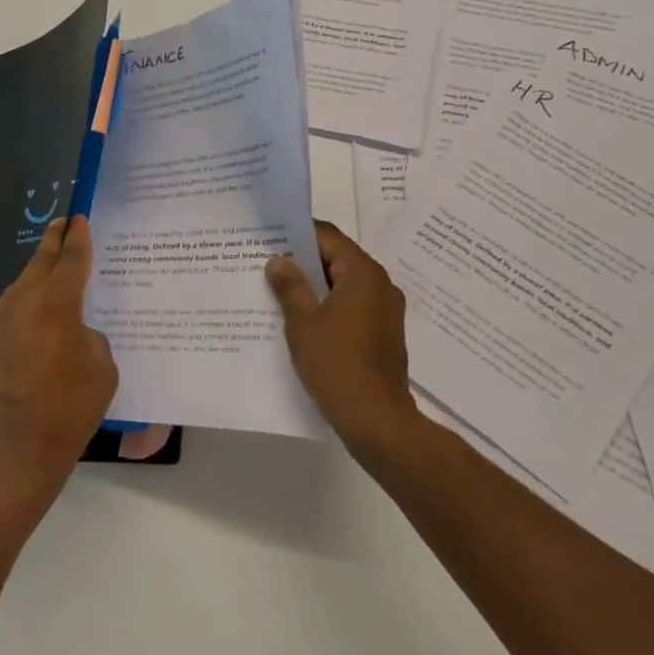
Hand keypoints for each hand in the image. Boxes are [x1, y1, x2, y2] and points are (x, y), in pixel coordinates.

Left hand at [0, 217, 117, 501]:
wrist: (13, 455)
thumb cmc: (68, 409)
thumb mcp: (102, 368)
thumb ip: (90, 337)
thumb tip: (73, 333)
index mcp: (55, 304)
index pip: (71, 259)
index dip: (79, 238)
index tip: (80, 219)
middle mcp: (22, 304)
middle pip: (39, 262)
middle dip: (53, 241)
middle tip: (62, 224)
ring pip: (21, 287)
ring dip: (36, 275)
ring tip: (50, 268)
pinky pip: (9, 314)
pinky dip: (24, 306)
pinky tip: (33, 318)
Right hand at [267, 220, 420, 454]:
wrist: (377, 421)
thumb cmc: (337, 365)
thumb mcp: (303, 323)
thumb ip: (290, 287)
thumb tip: (278, 260)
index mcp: (363, 273)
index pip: (328, 237)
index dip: (297, 234)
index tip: (269, 238)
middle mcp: (380, 284)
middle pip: (338, 258)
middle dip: (303, 261)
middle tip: (267, 264)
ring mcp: (386, 310)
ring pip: (344, 284)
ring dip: (315, 286)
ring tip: (279, 291)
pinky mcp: (383, 332)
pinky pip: (353, 306)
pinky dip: (329, 305)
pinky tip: (303, 319)